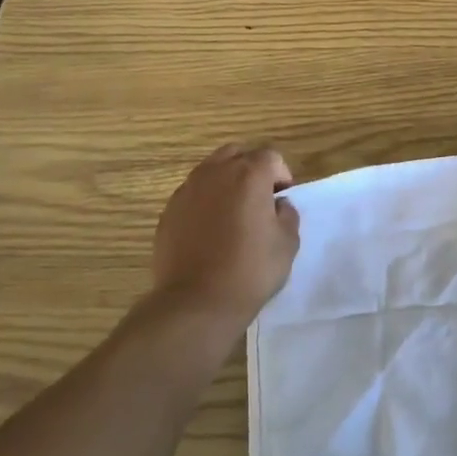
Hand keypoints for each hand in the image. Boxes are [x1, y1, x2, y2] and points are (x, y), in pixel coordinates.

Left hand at [151, 144, 300, 323]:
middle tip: (259, 199)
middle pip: (236, 153)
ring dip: (226, 183)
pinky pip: (192, 194)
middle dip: (251, 169)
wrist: (197, 301)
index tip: (281, 200)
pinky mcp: (169, 211)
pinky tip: (210, 231)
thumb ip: (287, 214)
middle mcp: (215, 173)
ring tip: (233, 214)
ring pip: (210, 171)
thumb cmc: (251, 269)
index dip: (281, 175)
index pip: (271, 156)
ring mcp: (187, 190)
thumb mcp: (288, 243)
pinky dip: (205, 202)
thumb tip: (277, 205)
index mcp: (249, 175)